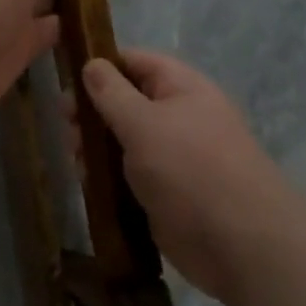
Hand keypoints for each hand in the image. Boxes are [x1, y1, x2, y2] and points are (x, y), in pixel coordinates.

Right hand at [80, 49, 294, 299]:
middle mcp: (179, 117)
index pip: (136, 62)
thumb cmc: (189, 169)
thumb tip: (92, 63)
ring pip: (125, 141)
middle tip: (66, 128)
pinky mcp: (166, 192)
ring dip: (97, 147)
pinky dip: (109, 176)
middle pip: (126, 102)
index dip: (101, 66)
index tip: (67, 82)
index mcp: (182, 88)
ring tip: (76, 160)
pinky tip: (89, 184)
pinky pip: (130, 175)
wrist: (239, 243)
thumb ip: (112, 93)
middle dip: (94, 112)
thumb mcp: (143, 123)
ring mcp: (173, 157)